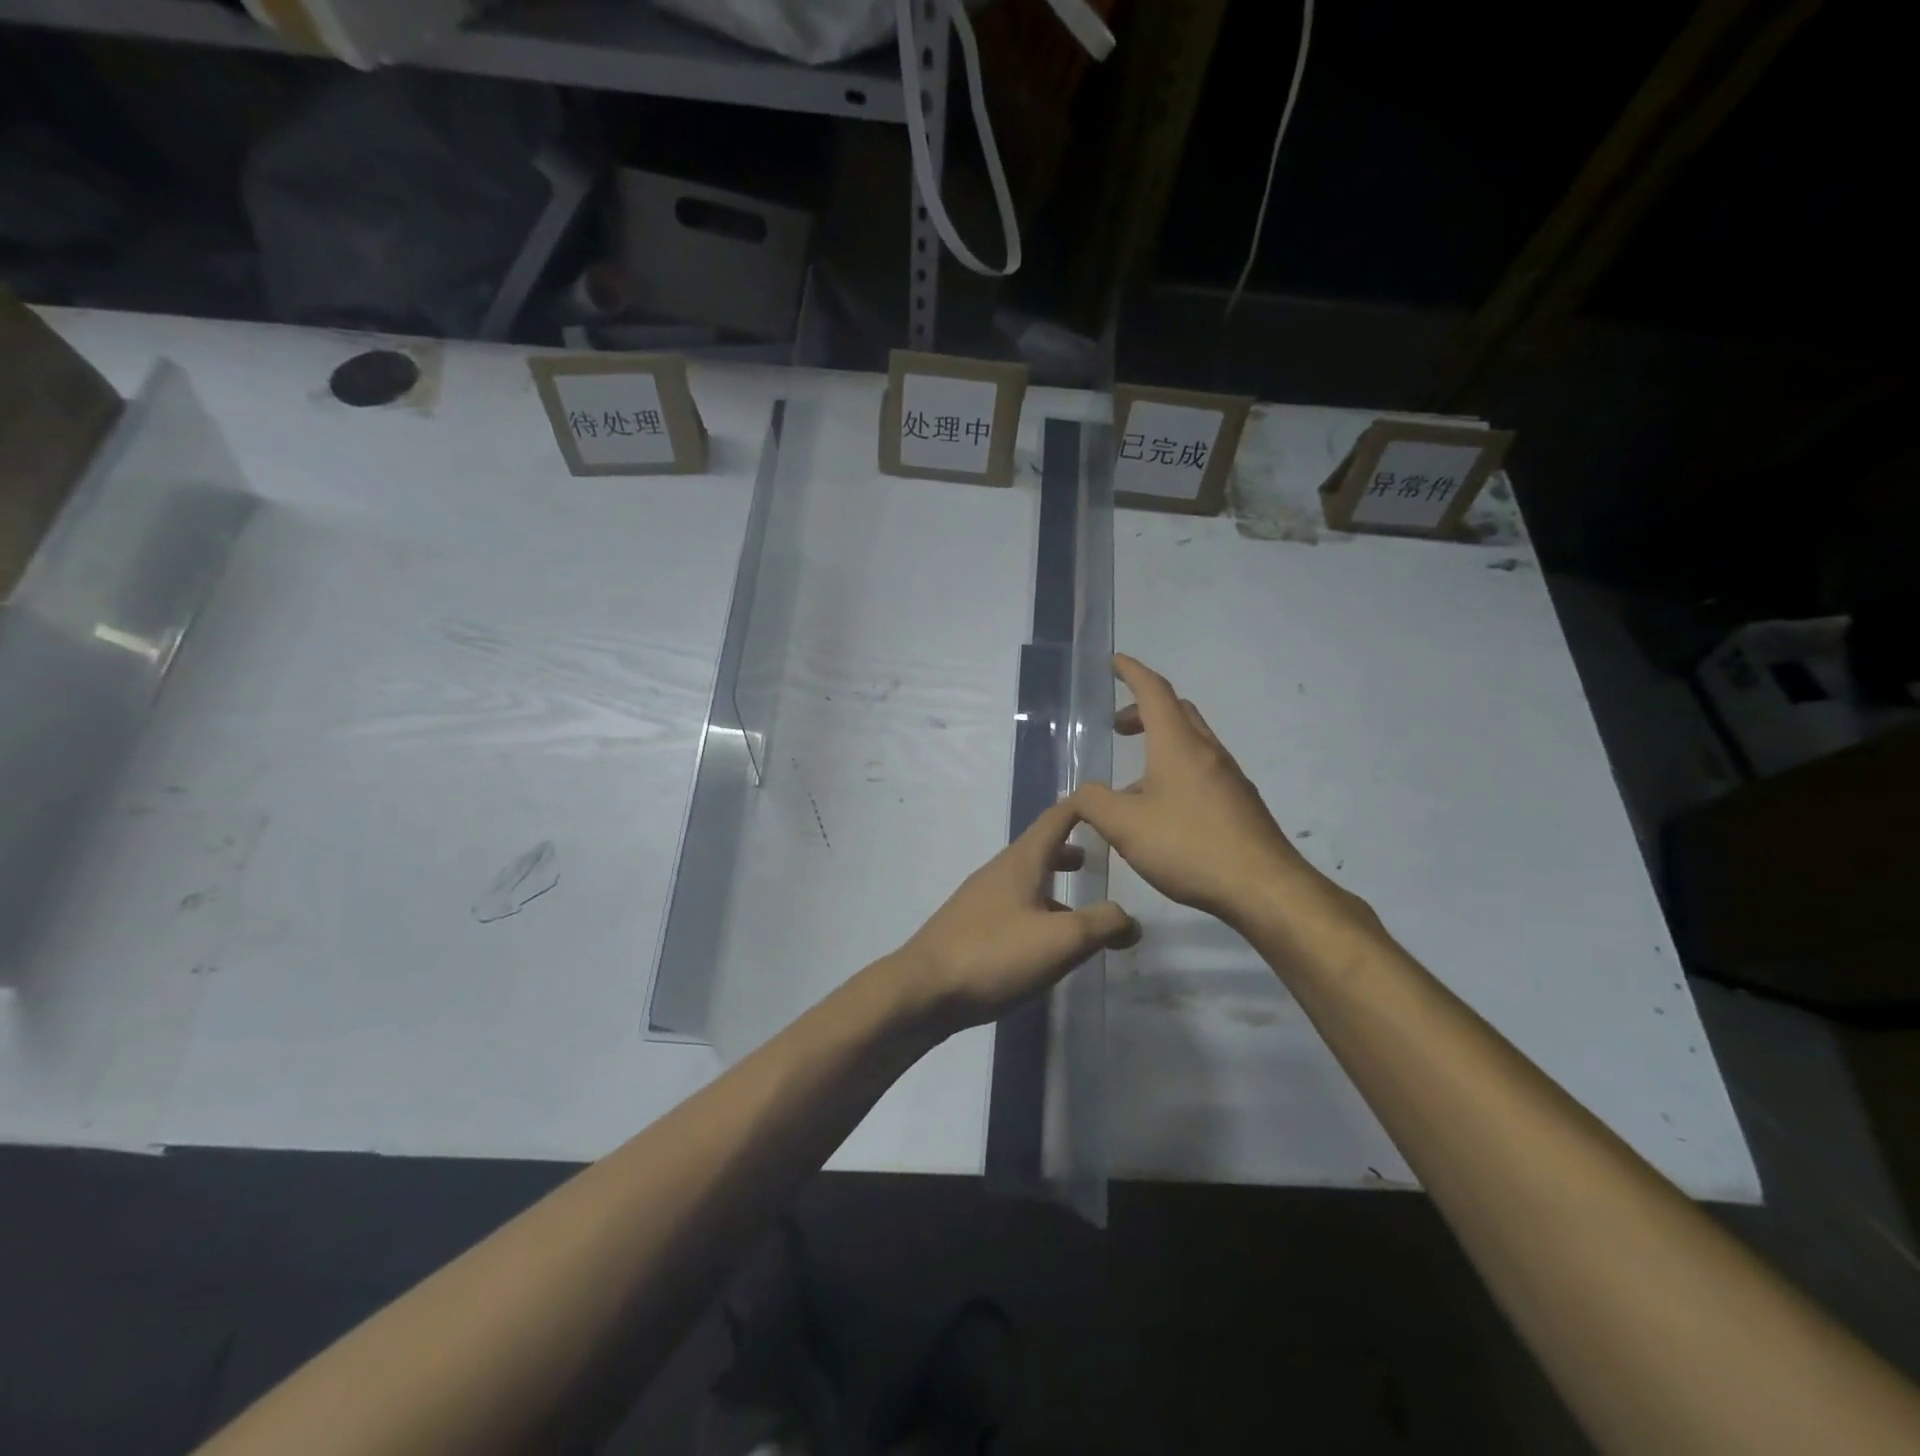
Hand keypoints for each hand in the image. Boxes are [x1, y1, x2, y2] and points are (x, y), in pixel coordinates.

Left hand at [891, 796, 1138, 1032]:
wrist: (922, 991)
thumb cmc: (994, 954)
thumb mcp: (1060, 940)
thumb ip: (1101, 925)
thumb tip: (1130, 920)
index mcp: (1021, 862)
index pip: (1056, 818)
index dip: (1083, 807)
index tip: (1109, 801)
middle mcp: (998, 872)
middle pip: (1039, 850)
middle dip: (1069, 850)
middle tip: (1099, 859)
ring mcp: (980, 900)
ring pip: (1026, 882)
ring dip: (1054, 887)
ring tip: (1081, 910)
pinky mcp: (969, 928)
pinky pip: (1012, 909)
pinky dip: (1037, 913)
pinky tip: (1045, 946)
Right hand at [1078, 656, 1343, 929]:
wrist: (1263, 887)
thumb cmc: (1189, 846)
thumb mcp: (1125, 826)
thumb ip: (1094, 803)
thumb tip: (1082, 793)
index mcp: (1178, 744)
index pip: (1154, 691)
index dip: (1132, 672)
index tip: (1115, 663)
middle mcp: (1206, 751)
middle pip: (1176, 712)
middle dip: (1144, 710)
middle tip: (1118, 727)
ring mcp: (1228, 778)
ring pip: (1190, 743)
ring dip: (1159, 745)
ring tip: (1130, 783)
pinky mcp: (1239, 804)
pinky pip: (1201, 771)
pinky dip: (1175, 772)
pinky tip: (1161, 813)